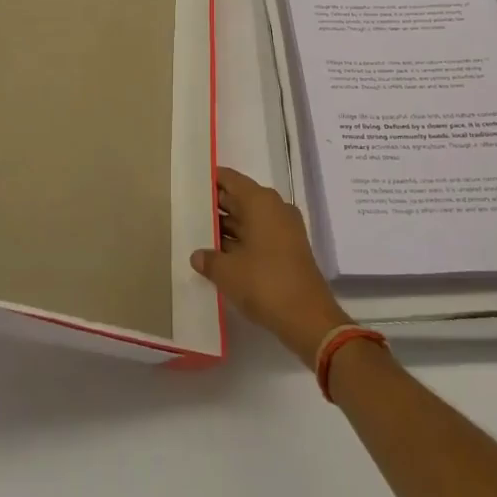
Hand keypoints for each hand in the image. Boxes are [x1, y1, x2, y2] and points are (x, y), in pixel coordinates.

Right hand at [191, 166, 352, 367]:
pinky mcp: (288, 249)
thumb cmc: (265, 283)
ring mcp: (284, 228)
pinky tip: (220, 254)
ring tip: (199, 234)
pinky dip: (241, 241)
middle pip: (240, 198)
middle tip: (189, 210)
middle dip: (216, 205)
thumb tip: (197, 255)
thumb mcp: (228, 272)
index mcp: (260, 202)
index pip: (231, 179)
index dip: (211, 179)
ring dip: (227, 227)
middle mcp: (274, 208)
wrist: (308, 317)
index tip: (191, 182)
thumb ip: (209, 259)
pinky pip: (259, 235)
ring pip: (249, 218)